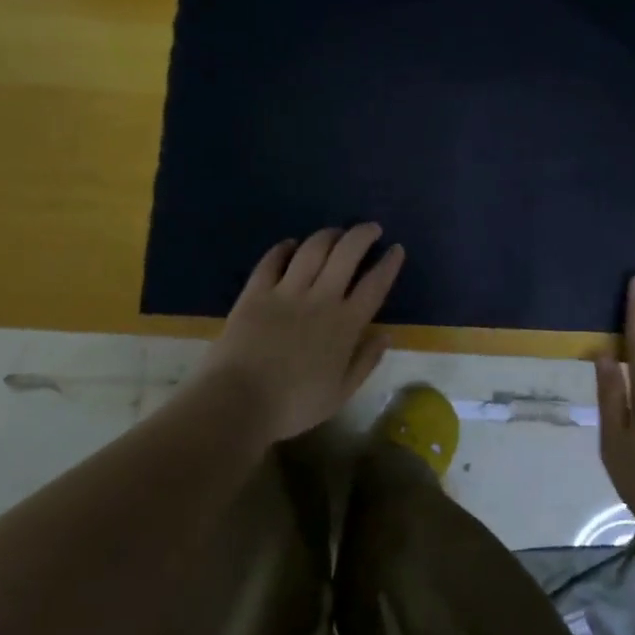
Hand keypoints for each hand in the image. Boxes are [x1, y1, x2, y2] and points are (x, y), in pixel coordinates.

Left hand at [196, 225, 404, 444]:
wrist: (238, 402)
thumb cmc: (293, 405)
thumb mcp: (340, 394)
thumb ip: (365, 362)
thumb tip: (385, 335)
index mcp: (345, 325)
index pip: (374, 285)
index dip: (388, 264)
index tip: (396, 248)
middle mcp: (320, 299)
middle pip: (346, 254)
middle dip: (362, 235)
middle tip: (371, 229)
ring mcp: (286, 292)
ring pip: (312, 249)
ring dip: (328, 235)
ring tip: (336, 233)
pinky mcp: (255, 292)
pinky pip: (272, 260)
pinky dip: (284, 248)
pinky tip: (291, 244)